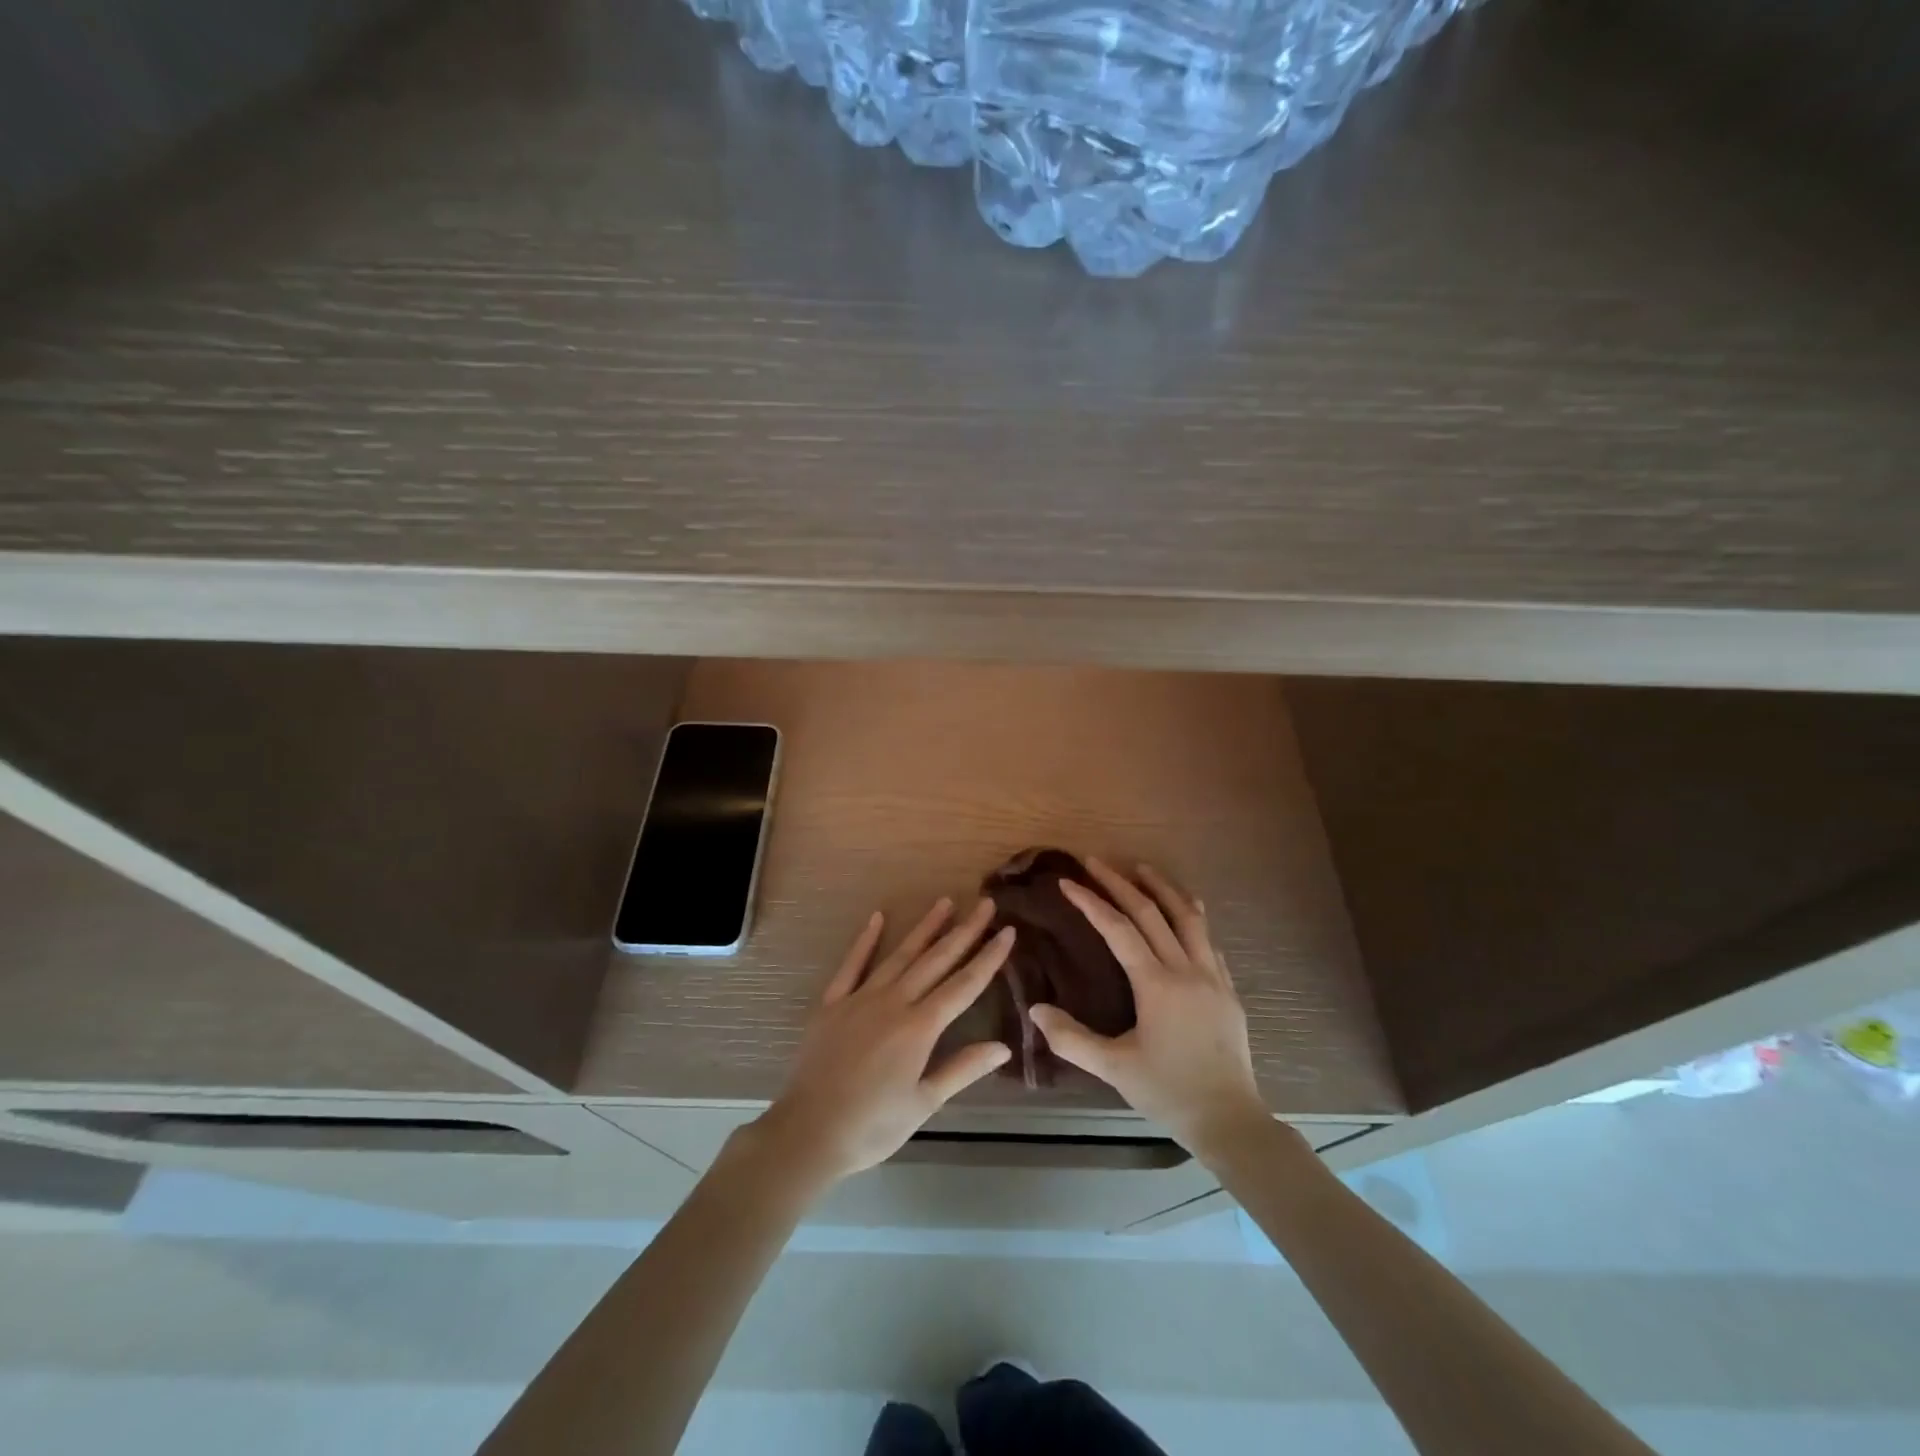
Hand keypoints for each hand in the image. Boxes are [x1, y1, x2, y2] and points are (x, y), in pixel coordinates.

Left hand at [747, 898, 1013, 1189]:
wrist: (807, 1133)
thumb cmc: (872, 1126)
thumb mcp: (924, 1103)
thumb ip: (962, 1069)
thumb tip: (1004, 1047)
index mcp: (919, 1027)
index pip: (964, 985)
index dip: (988, 957)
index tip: (1008, 931)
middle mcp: (894, 1002)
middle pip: (936, 960)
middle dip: (964, 931)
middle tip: (986, 904)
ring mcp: (860, 998)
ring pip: (900, 955)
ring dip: (925, 928)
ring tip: (945, 902)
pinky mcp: (832, 1003)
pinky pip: (852, 965)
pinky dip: (865, 940)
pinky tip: (877, 918)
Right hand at [1030, 859, 1267, 1156]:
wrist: (1230, 1119)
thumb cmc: (1168, 1092)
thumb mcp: (1114, 1068)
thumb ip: (1071, 1039)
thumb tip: (1035, 1009)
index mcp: (1157, 985)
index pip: (1118, 930)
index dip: (1091, 902)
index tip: (1067, 881)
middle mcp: (1186, 970)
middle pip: (1152, 912)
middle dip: (1120, 882)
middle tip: (1095, 861)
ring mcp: (1213, 976)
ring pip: (1189, 917)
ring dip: (1163, 887)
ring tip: (1142, 868)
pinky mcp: (1228, 988)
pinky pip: (1207, 939)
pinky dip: (1190, 916)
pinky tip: (1184, 913)